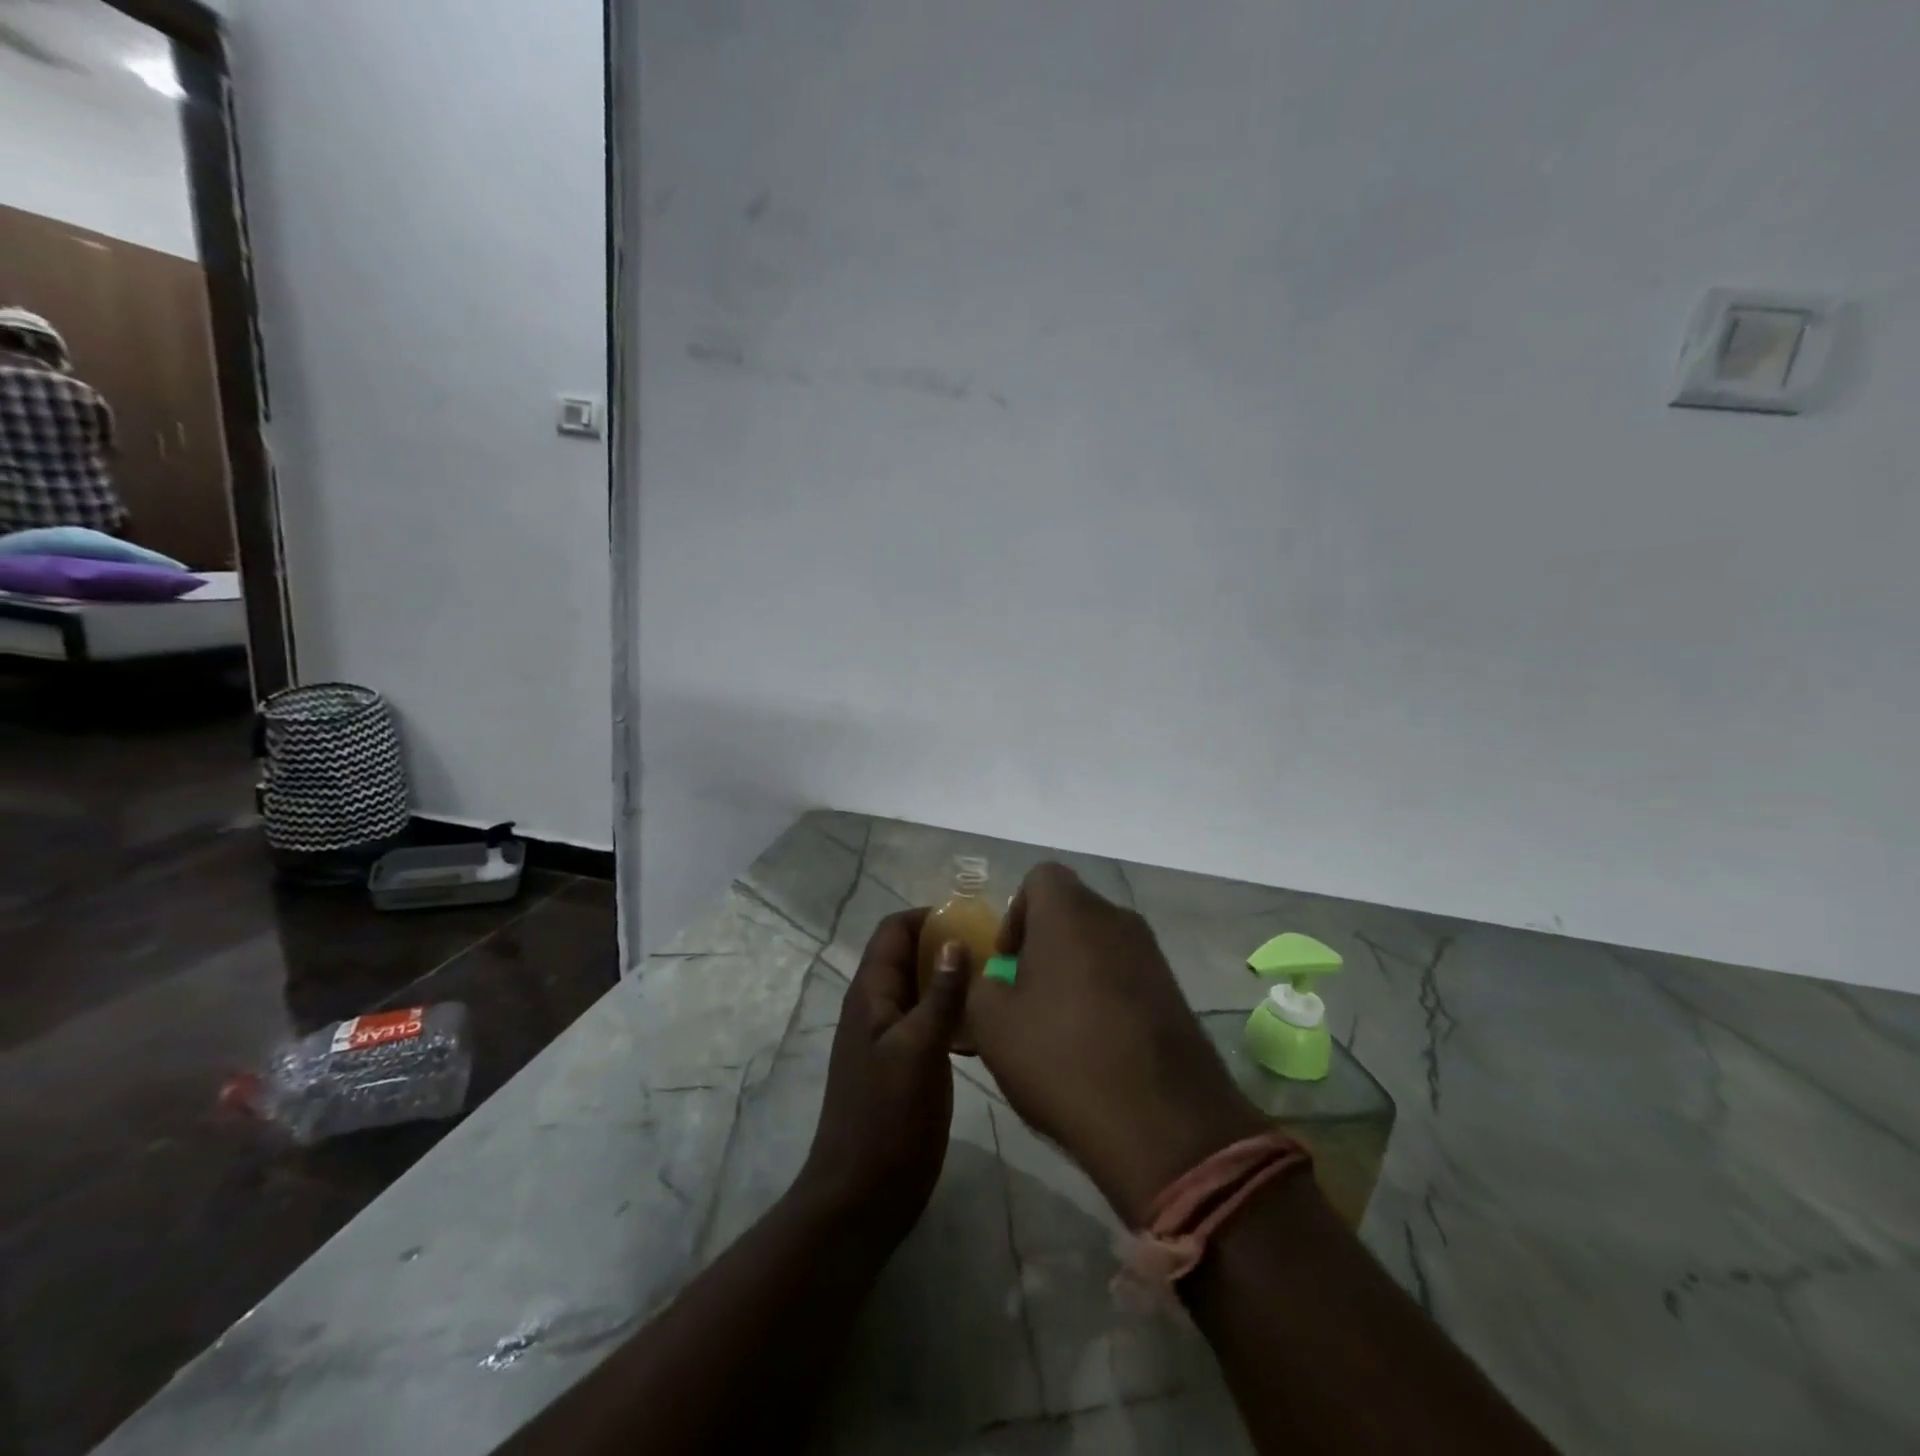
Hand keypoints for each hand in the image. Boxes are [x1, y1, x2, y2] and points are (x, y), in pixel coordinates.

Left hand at [799, 908, 969, 1240]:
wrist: (861, 1197)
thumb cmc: (888, 1118)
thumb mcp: (920, 1050)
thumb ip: (940, 995)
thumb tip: (956, 942)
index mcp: (871, 994)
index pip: (894, 931)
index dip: (929, 918)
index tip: (974, 921)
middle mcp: (876, 1007)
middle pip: (908, 956)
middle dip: (946, 946)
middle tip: (995, 950)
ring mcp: (888, 1038)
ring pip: (921, 990)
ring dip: (952, 981)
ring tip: (997, 983)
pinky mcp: (903, 1065)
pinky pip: (928, 1023)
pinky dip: (952, 1015)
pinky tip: (984, 1029)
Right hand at [967, 864, 1266, 1224]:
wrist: (1162, 1124)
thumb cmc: (1062, 1058)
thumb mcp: (993, 1024)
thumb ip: (979, 985)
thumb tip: (992, 977)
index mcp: (1070, 911)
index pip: (1040, 877)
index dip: (1016, 913)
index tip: (1008, 962)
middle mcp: (1115, 918)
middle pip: (1070, 911)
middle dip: (1043, 946)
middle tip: (1027, 998)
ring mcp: (1152, 954)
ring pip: (1099, 945)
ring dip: (1074, 973)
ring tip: (1059, 1029)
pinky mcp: (1174, 991)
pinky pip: (1126, 975)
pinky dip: (1105, 996)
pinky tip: (1096, 1047)